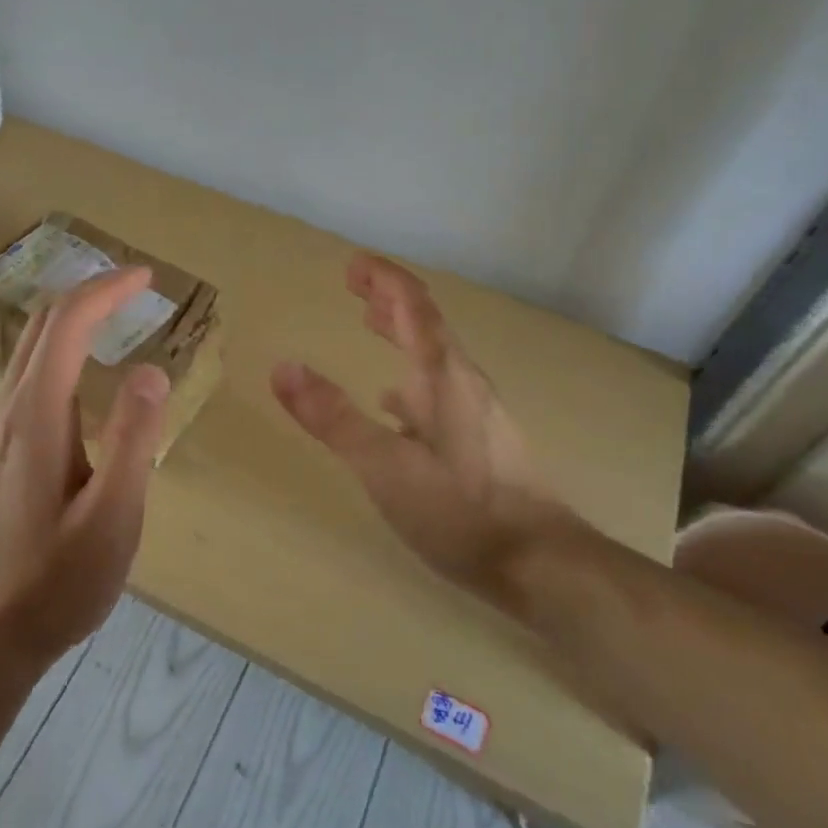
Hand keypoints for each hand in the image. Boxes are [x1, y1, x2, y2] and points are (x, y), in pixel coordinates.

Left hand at [0, 267, 169, 669]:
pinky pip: (29, 373)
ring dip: (72, 317)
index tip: (147, 278)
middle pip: (41, 324)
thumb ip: (132, 439)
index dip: (106, 290)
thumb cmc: (58, 580)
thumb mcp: (112, 515)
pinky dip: (61, 346)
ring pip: (31, 347)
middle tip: (136, 287)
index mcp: (38, 416)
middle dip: (88, 292)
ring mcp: (0, 430)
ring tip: (116, 314)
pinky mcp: (2, 450)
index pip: (67, 324)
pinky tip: (84, 369)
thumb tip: (150, 370)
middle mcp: (11, 410)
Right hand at [271, 254, 570, 598]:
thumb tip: (283, 367)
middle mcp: (464, 383)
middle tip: (355, 285)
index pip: (413, 307)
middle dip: (390, 298)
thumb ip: (334, 418)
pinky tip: (396, 406)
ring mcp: (479, 412)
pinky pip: (441, 391)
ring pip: (435, 356)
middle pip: (426, 324)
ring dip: (401, 333)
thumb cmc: (461, 510)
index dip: (384, 279)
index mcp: (441, 377)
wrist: (544, 564)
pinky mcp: (485, 442)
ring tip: (371, 324)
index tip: (353, 263)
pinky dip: (412, 379)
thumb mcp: (385, 467)